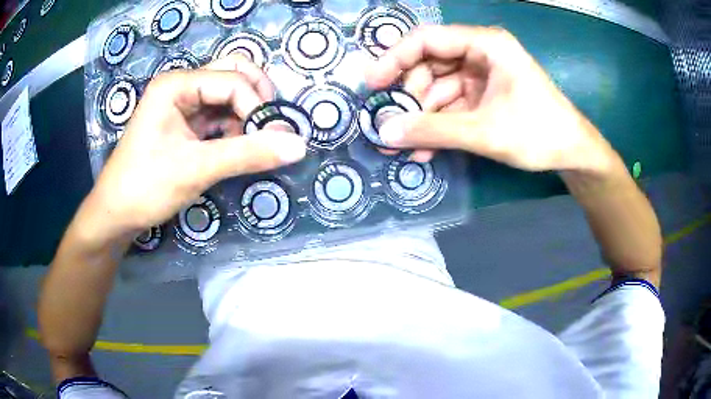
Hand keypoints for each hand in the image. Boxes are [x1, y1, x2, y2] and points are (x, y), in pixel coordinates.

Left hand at [80, 55, 306, 242]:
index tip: (273, 141)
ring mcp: (182, 103)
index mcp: (176, 84)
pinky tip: (236, 147)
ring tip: (253, 142)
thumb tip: (300, 145)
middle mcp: (181, 85)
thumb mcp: (196, 169)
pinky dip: (235, 127)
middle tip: (269, 126)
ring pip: (228, 93)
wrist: (116, 214)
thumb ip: (248, 154)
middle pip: (233, 72)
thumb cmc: (146, 187)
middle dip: (257, 96)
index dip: (257, 108)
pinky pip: (219, 113)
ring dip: (247, 113)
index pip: (232, 82)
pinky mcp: (185, 122)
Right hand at [365, 25, 614, 171]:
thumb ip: (433, 131)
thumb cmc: (539, 133)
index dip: (394, 58)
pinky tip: (425, 150)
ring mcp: (481, 76)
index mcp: (485, 44)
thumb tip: (384, 133)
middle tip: (391, 124)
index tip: (372, 84)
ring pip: (437, 89)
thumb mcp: (485, 132)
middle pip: (429, 65)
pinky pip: (451, 106)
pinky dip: (438, 126)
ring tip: (407, 147)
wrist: (572, 153)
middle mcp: (480, 54)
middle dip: (410, 96)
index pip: (427, 39)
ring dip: (422, 118)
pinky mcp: (484, 97)